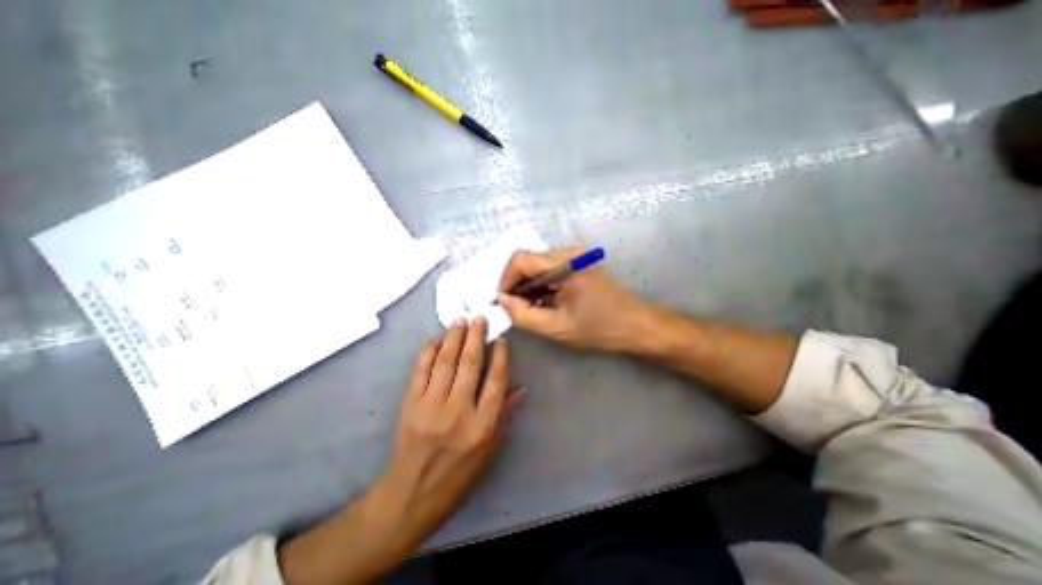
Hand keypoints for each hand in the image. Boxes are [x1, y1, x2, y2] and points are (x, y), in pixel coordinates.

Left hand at [280, 318, 524, 584]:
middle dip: (476, 336)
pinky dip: (429, 351)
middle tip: (479, 318)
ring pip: (445, 361)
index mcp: (483, 425)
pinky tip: (437, 339)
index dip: (500, 356)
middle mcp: (459, 411)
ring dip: (454, 337)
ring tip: (460, 320)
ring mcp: (431, 406)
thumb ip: (504, 415)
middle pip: (470, 364)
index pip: (496, 381)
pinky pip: (421, 370)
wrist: (411, 494)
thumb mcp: (490, 450)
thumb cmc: (458, 475)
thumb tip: (520, 388)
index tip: (501, 339)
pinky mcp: (410, 404)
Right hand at [497, 247, 648, 351]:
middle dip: (517, 285)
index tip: (504, 302)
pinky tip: (545, 303)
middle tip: (517, 309)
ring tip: (532, 309)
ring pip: (538, 266)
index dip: (506, 280)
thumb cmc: (600, 328)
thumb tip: (503, 301)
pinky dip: (542, 285)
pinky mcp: (579, 263)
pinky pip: (550, 270)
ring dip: (529, 286)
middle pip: (528, 261)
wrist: (637, 325)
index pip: (520, 259)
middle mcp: (569, 252)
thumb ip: (524, 315)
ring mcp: (575, 256)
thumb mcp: (557, 327)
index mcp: (565, 264)